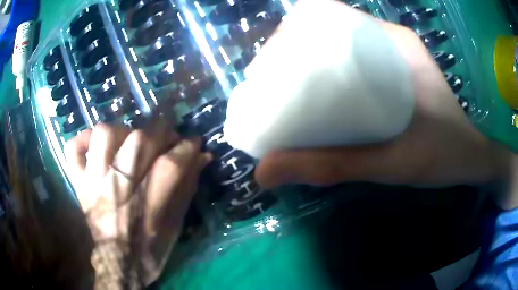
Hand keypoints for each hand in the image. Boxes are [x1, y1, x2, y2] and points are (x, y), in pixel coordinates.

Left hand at [65, 122, 210, 283]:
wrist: (118, 263)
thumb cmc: (151, 248)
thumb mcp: (176, 223)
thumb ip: (187, 187)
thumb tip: (202, 156)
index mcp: (147, 208)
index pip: (170, 165)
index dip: (186, 147)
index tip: (193, 141)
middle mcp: (117, 191)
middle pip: (138, 143)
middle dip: (160, 132)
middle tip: (166, 138)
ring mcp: (93, 184)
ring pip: (103, 136)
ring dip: (122, 131)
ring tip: (130, 141)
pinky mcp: (79, 184)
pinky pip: (72, 150)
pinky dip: (82, 140)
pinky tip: (95, 146)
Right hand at [254, 1, 509, 188]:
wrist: (474, 158)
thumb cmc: (445, 157)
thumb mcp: (391, 164)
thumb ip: (332, 167)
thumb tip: (266, 172)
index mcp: (393, 43)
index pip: (330, 16)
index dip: (293, 31)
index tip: (271, 63)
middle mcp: (390, 40)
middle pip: (328, 29)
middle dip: (292, 50)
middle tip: (271, 83)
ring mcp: (394, 55)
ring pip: (338, 46)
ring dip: (307, 62)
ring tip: (284, 91)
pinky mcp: (396, 73)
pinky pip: (352, 63)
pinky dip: (328, 74)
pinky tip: (317, 99)